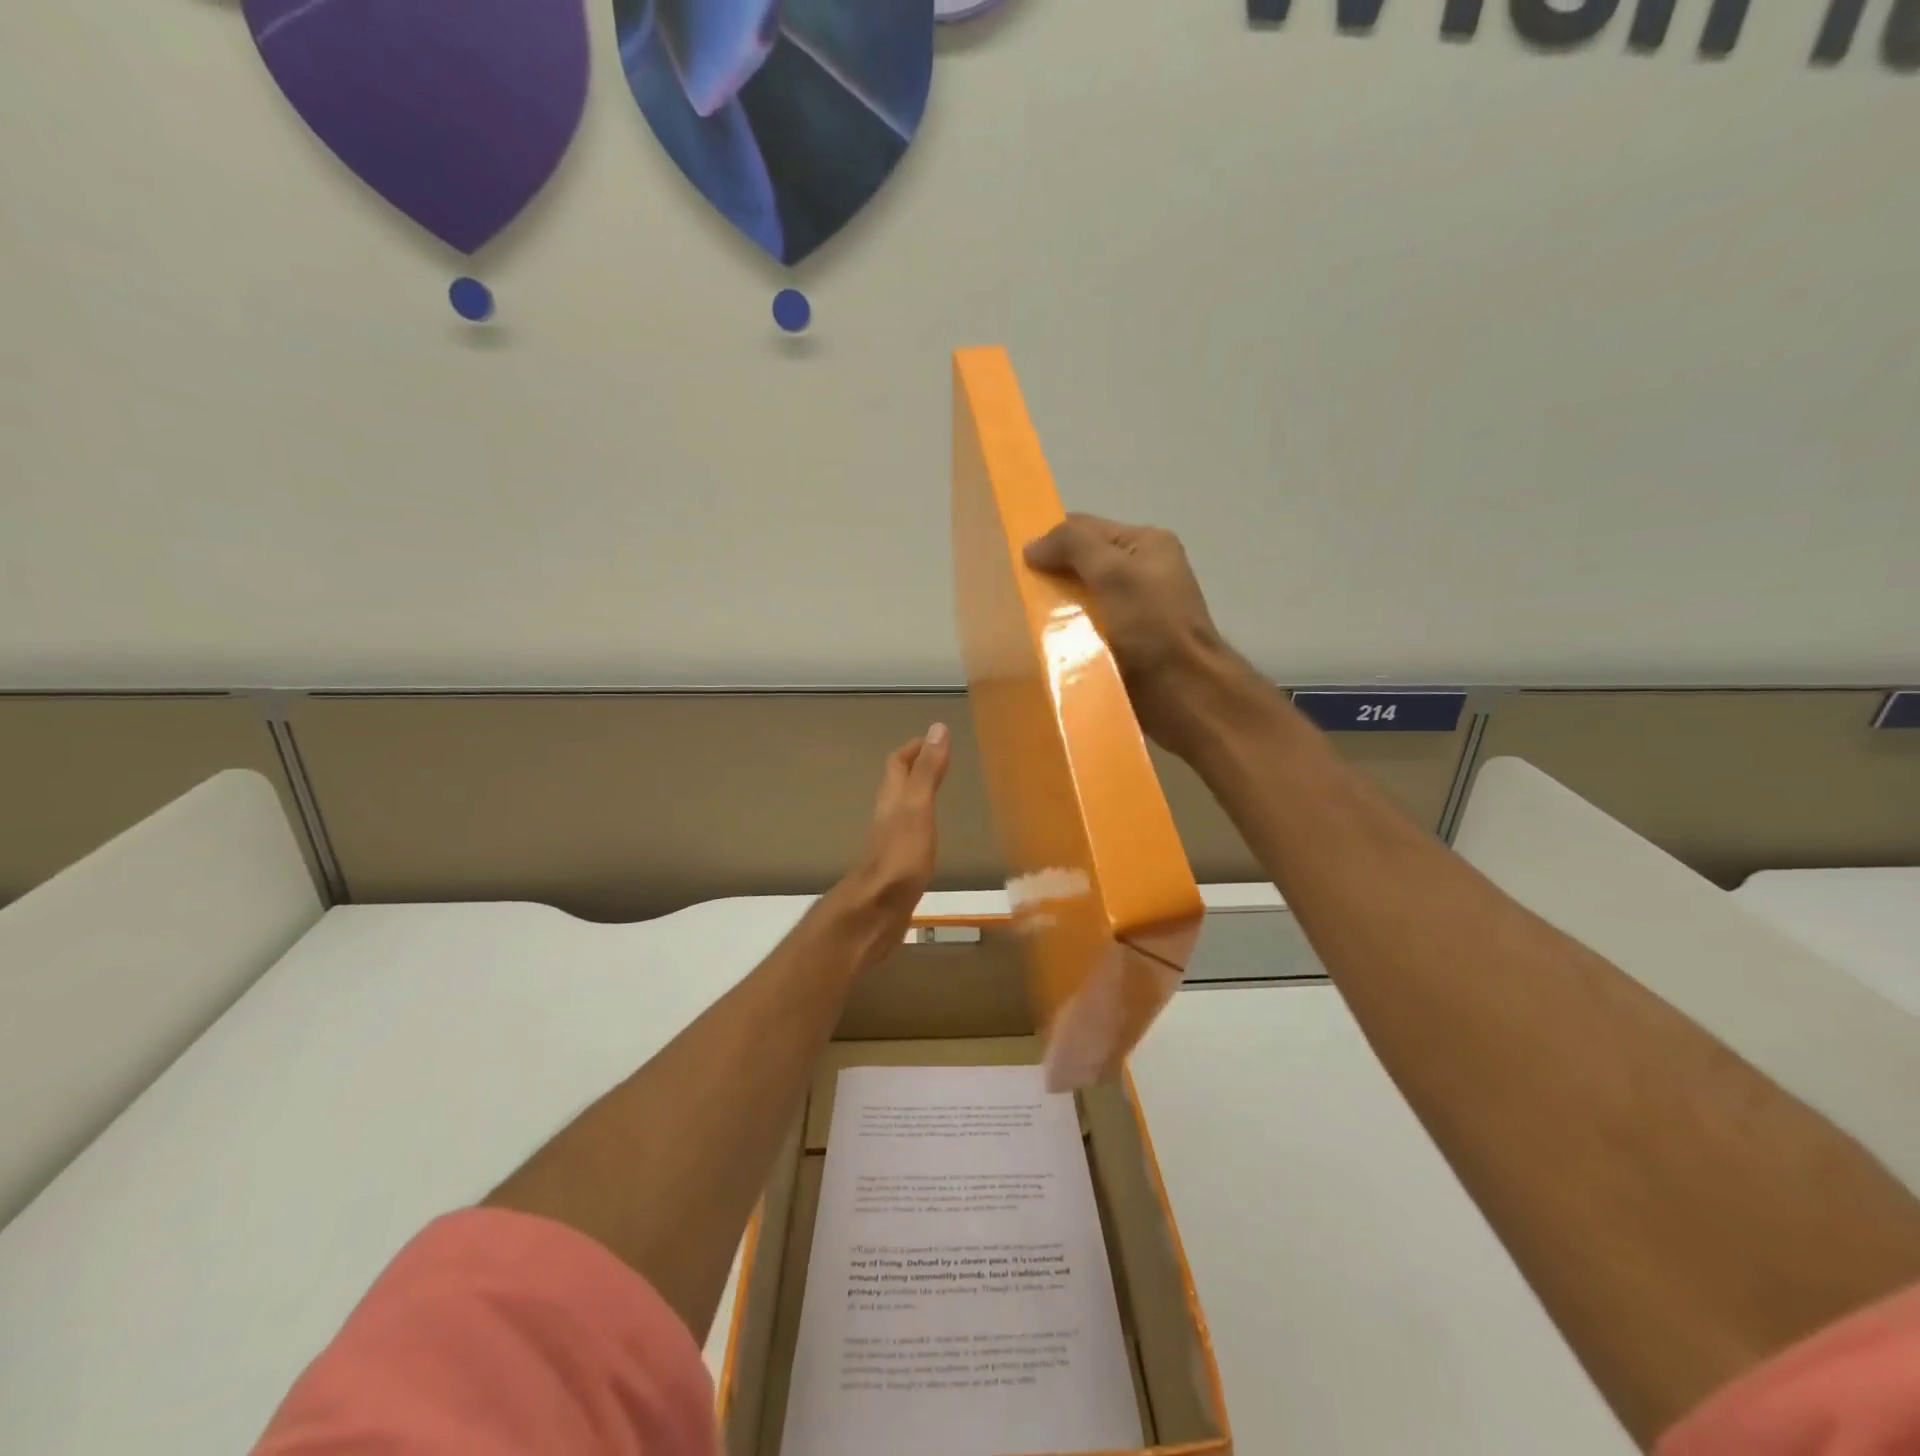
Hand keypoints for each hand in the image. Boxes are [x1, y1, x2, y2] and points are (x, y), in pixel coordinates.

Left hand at [836, 725, 951, 958]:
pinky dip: (920, 828)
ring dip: (917, 799)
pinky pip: (908, 839)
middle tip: (940, 763)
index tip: (934, 739)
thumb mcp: (917, 808)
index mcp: (892, 800)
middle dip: (915, 771)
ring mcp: (890, 846)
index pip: (897, 764)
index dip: (913, 748)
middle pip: (896, 787)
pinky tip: (930, 839)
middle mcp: (887, 818)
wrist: (875, 912)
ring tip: (938, 795)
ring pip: (901, 812)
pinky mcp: (896, 870)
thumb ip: (928, 771)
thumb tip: (937, 728)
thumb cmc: (899, 857)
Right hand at [1024, 514, 1241, 758]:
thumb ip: (1073, 546)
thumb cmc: (1153, 626)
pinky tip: (1041, 646)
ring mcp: (1132, 611)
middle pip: (1081, 565)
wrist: (1186, 694)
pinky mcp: (1123, 645)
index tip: (1013, 561)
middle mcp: (1140, 572)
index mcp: (1145, 544)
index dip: (1050, 539)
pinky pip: (1084, 632)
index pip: (1085, 528)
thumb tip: (1031, 546)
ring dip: (1053, 610)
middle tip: (1013, 593)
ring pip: (1079, 601)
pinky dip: (1064, 636)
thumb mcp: (1115, 572)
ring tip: (1020, 621)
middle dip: (1049, 577)